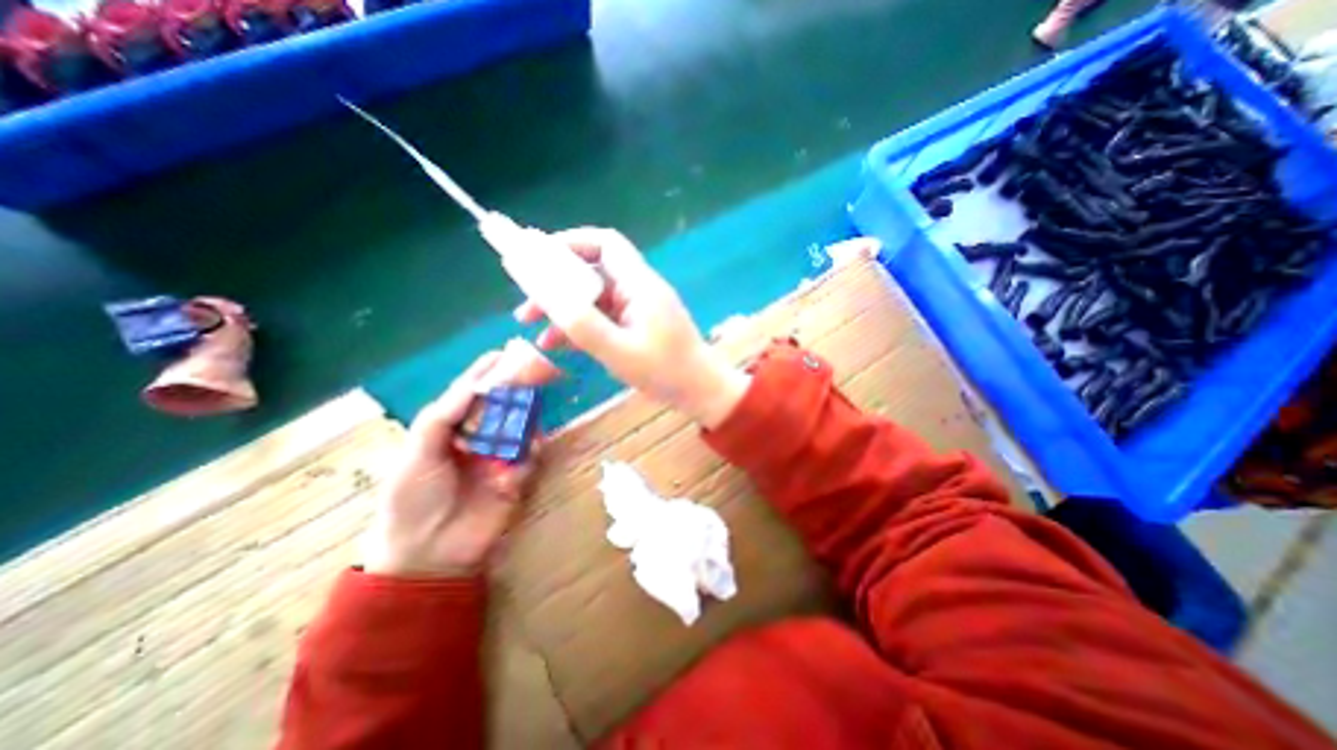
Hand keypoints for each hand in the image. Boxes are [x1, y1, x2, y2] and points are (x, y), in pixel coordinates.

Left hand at [357, 347, 556, 579]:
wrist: (426, 554)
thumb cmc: (411, 499)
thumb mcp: (416, 452)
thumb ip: (442, 417)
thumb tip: (473, 386)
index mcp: (450, 430)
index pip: (470, 395)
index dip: (485, 374)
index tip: (503, 353)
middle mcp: (478, 439)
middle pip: (502, 407)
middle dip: (516, 389)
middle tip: (534, 371)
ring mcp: (499, 458)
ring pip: (521, 429)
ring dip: (528, 417)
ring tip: (535, 405)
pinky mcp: (517, 479)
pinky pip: (531, 458)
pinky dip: (533, 452)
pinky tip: (528, 451)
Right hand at [514, 225, 747, 428]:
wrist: (700, 392)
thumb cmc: (666, 372)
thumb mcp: (620, 352)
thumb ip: (584, 326)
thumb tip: (548, 297)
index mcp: (639, 285)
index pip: (606, 244)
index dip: (571, 243)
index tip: (537, 257)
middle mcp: (637, 289)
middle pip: (591, 271)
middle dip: (555, 283)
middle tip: (525, 302)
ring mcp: (636, 308)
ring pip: (592, 297)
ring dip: (561, 307)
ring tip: (529, 325)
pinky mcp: (634, 325)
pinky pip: (601, 317)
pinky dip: (578, 325)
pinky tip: (554, 344)